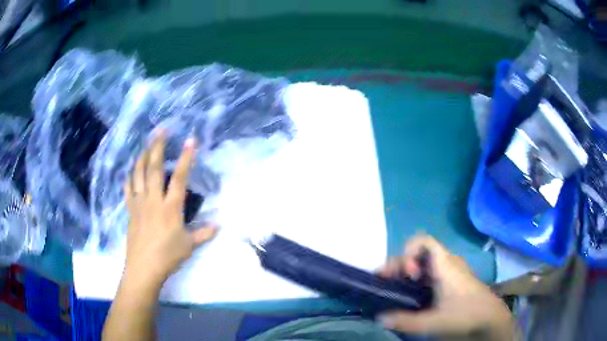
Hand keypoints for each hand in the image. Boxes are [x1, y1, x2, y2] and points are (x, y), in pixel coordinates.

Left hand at [123, 132, 216, 288]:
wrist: (144, 268)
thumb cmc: (168, 256)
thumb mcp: (189, 245)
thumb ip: (204, 233)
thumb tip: (219, 225)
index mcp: (170, 207)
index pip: (179, 178)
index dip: (185, 158)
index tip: (190, 140)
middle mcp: (154, 200)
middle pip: (154, 168)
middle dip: (157, 147)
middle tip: (160, 130)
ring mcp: (140, 203)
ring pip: (138, 174)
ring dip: (141, 156)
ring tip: (145, 144)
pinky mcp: (130, 210)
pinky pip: (128, 189)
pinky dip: (129, 177)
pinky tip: (129, 171)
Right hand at [378, 235, 515, 339]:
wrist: (490, 316)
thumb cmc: (465, 314)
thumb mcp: (433, 322)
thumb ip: (405, 321)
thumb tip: (380, 318)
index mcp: (444, 264)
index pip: (423, 241)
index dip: (407, 251)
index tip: (405, 273)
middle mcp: (447, 262)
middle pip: (419, 252)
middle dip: (401, 265)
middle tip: (390, 284)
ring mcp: (451, 270)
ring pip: (425, 263)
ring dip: (409, 273)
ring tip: (399, 291)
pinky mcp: (453, 279)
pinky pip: (431, 272)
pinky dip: (418, 279)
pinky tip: (415, 296)